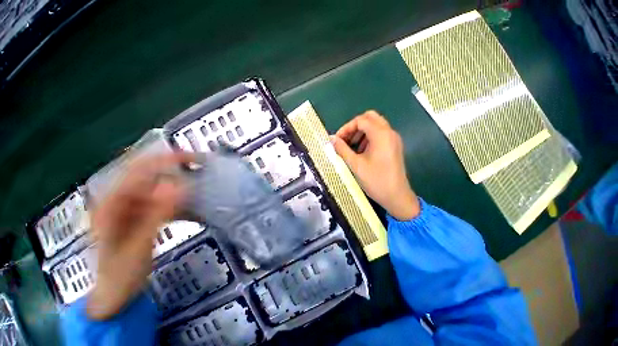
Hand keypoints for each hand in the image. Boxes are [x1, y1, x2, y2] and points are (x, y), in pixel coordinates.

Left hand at [87, 153, 192, 319]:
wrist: (113, 297)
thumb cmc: (121, 277)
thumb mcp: (139, 248)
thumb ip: (156, 215)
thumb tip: (178, 184)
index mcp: (110, 202)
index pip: (139, 170)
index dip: (165, 161)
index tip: (192, 160)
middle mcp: (114, 199)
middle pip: (144, 174)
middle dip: (169, 169)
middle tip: (197, 170)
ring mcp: (122, 209)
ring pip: (149, 188)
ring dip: (171, 187)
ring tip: (193, 190)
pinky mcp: (130, 219)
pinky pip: (150, 204)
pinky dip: (167, 204)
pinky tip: (181, 209)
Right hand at [332, 110, 419, 219]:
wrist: (397, 196)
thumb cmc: (376, 181)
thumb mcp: (356, 165)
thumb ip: (342, 149)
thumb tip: (331, 139)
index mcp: (381, 134)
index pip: (361, 120)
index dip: (346, 128)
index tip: (337, 140)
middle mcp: (389, 132)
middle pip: (370, 118)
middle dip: (355, 126)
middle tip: (346, 139)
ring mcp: (394, 139)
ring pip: (376, 125)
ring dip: (363, 131)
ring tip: (352, 147)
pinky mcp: (396, 146)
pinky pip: (382, 134)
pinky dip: (370, 137)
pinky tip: (363, 152)